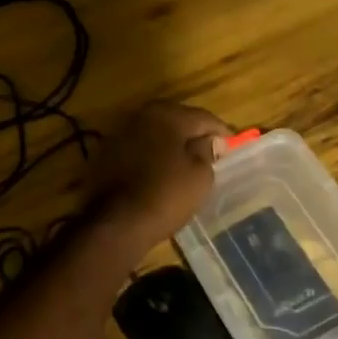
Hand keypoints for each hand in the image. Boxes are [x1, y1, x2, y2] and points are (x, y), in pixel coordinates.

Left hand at [87, 101, 228, 257]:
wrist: (115, 223)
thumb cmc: (166, 195)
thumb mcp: (200, 175)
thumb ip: (207, 151)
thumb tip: (209, 140)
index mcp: (167, 115)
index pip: (203, 117)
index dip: (221, 131)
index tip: (233, 145)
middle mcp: (140, 116)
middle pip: (176, 120)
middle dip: (193, 134)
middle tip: (210, 150)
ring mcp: (118, 134)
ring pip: (154, 134)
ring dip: (170, 144)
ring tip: (185, 161)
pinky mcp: (104, 155)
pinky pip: (137, 150)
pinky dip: (150, 156)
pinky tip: (158, 172)